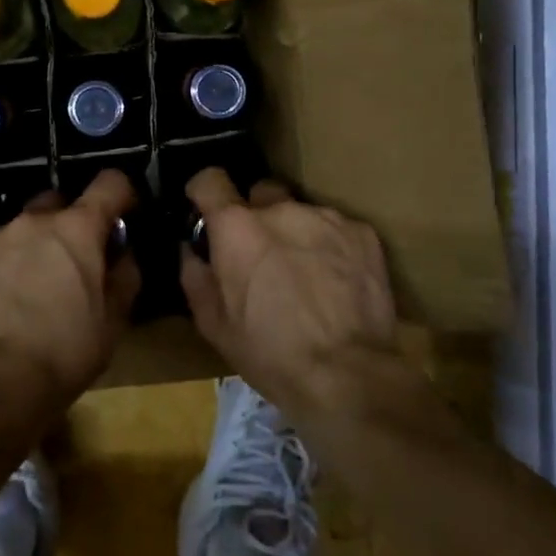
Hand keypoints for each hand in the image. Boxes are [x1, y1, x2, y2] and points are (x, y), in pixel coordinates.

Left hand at [0, 170, 140, 412]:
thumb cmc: (66, 350)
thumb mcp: (114, 320)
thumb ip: (125, 274)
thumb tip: (122, 253)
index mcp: (77, 228)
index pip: (110, 184)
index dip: (123, 194)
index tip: (125, 213)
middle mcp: (33, 221)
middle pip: (59, 201)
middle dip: (71, 221)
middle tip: (75, 258)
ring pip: (21, 227)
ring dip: (33, 245)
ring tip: (32, 285)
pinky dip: (3, 265)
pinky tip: (2, 300)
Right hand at [180, 168, 400, 413]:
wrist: (347, 375)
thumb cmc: (269, 352)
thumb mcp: (213, 323)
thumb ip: (195, 275)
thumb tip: (191, 249)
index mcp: (237, 227)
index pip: (210, 179)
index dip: (205, 192)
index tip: (207, 210)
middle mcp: (281, 209)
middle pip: (261, 193)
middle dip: (257, 216)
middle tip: (262, 254)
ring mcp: (326, 218)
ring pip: (301, 213)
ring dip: (296, 233)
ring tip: (306, 275)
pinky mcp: (363, 234)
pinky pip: (337, 229)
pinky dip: (331, 247)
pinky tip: (337, 283)